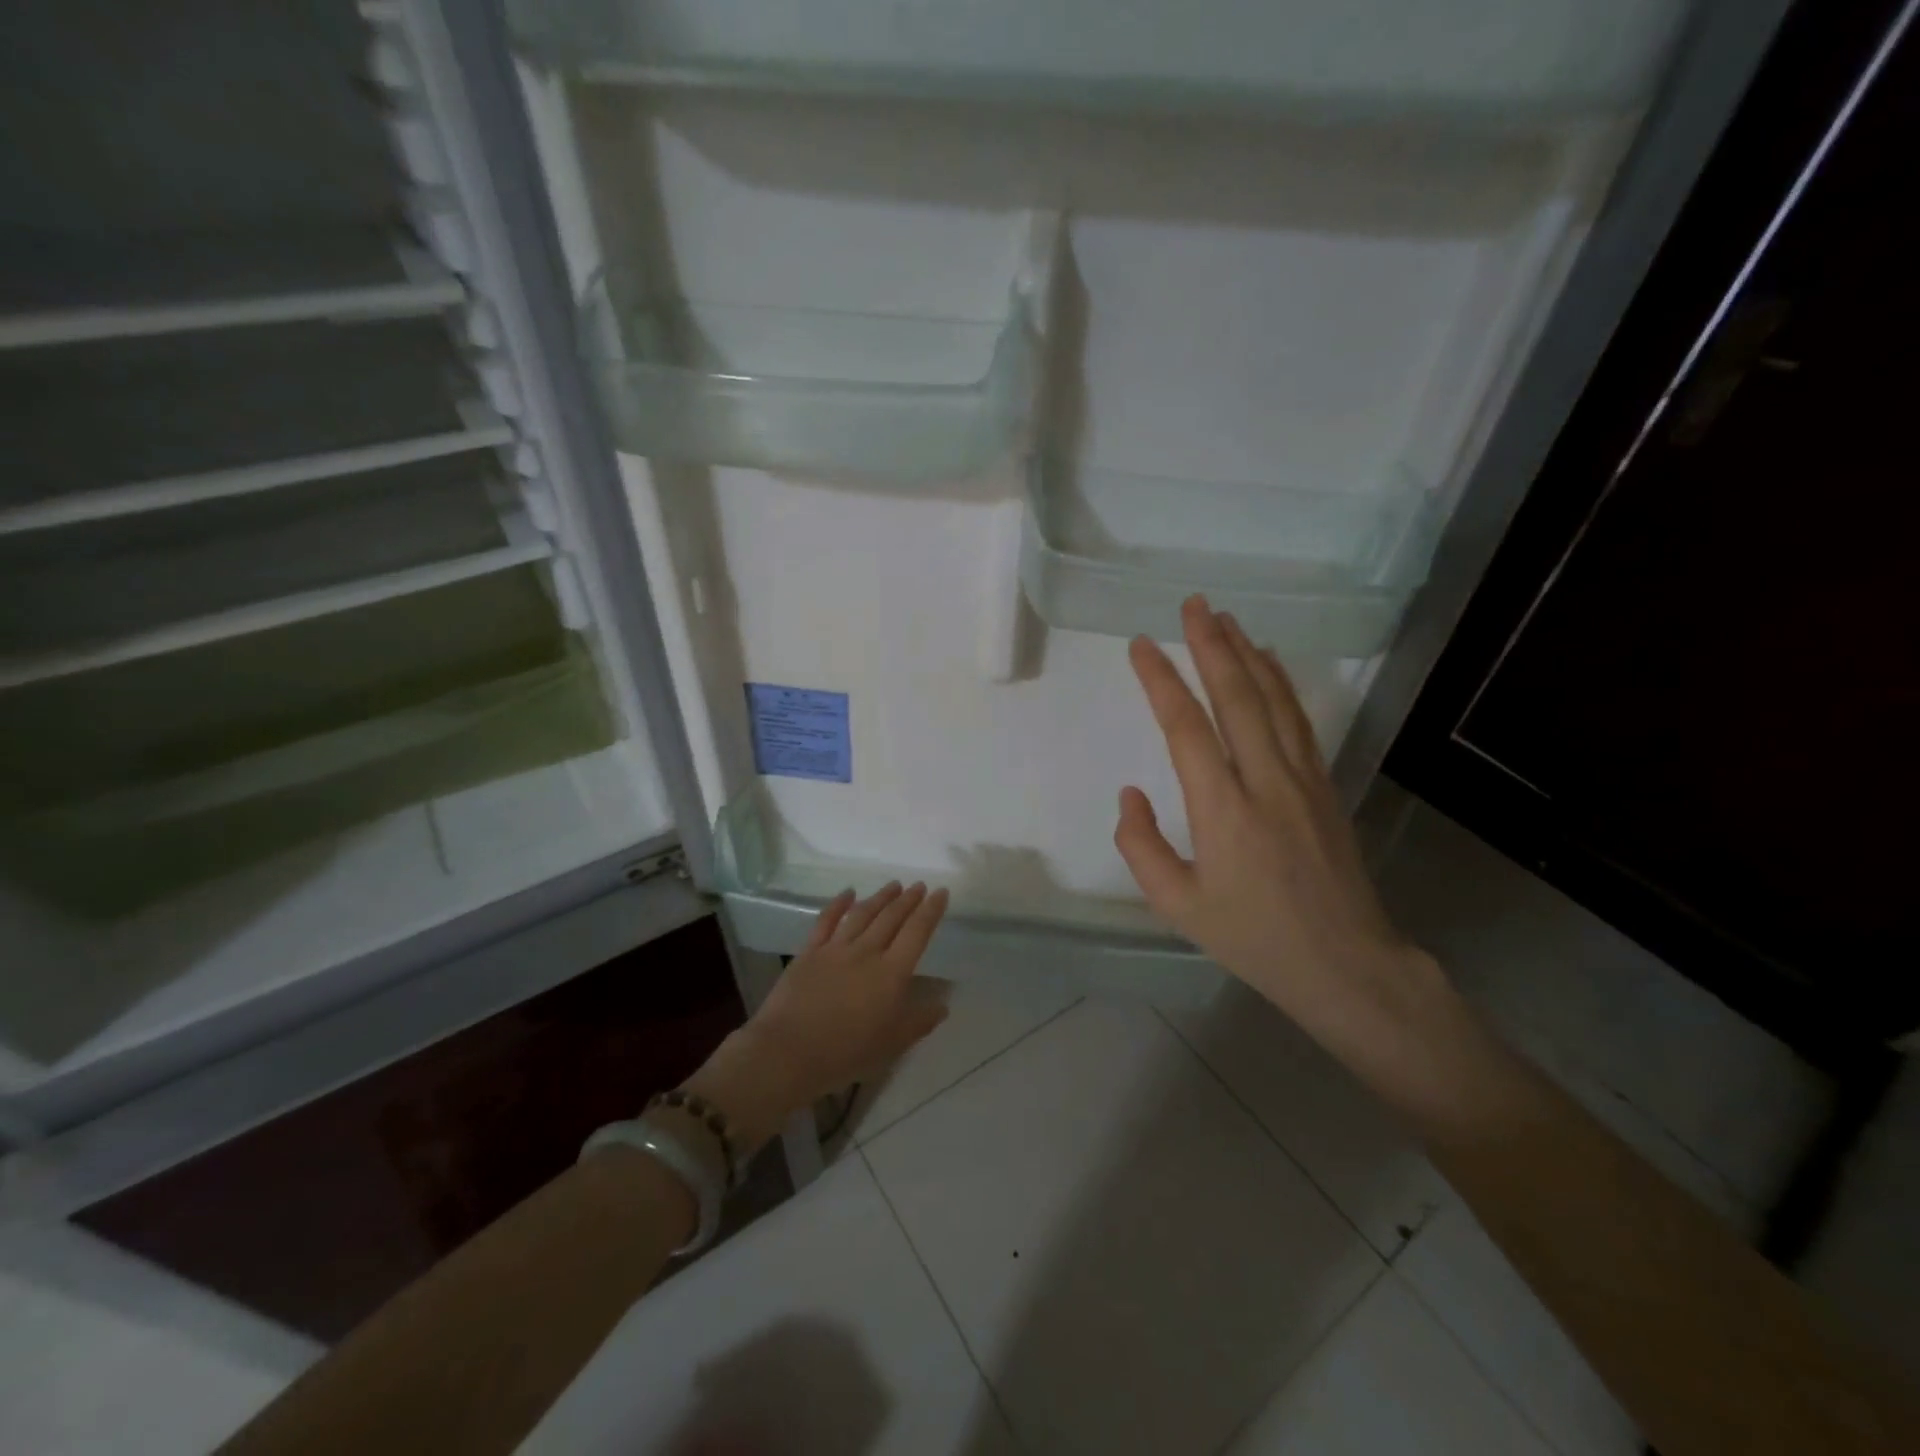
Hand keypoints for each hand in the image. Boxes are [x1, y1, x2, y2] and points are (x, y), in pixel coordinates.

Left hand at [684, 884, 949, 1147]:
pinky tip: (848, 893)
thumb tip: (943, 1005)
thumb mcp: (892, 1044)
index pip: (917, 933)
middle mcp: (867, 952)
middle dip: (908, 899)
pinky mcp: (810, 951)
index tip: (941, 892)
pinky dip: (839, 903)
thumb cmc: (846, 1052)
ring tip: (894, 885)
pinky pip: (826, 920)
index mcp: (891, 973)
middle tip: (919, 886)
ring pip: (863, 914)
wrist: (789, 1052)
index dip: (931, 911)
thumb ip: (919, 1021)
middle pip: (891, 918)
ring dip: (880, 897)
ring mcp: (836, 948)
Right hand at [1114, 596, 1443, 1072]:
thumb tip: (1131, 793)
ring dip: (1247, 654)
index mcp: (1222, 811)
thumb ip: (1141, 846)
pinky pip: (1299, 720)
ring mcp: (1302, 780)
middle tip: (1192, 604)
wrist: (1345, 964)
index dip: (1162, 680)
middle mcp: (1265, 782)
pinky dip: (1281, 683)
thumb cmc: (1252, 938)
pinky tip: (1270, 663)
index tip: (1141, 645)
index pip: (1186, 727)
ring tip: (1224, 619)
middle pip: (1237, 696)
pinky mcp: (1325, 786)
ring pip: (1274, 700)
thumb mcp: (1177, 905)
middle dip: (1211, 645)